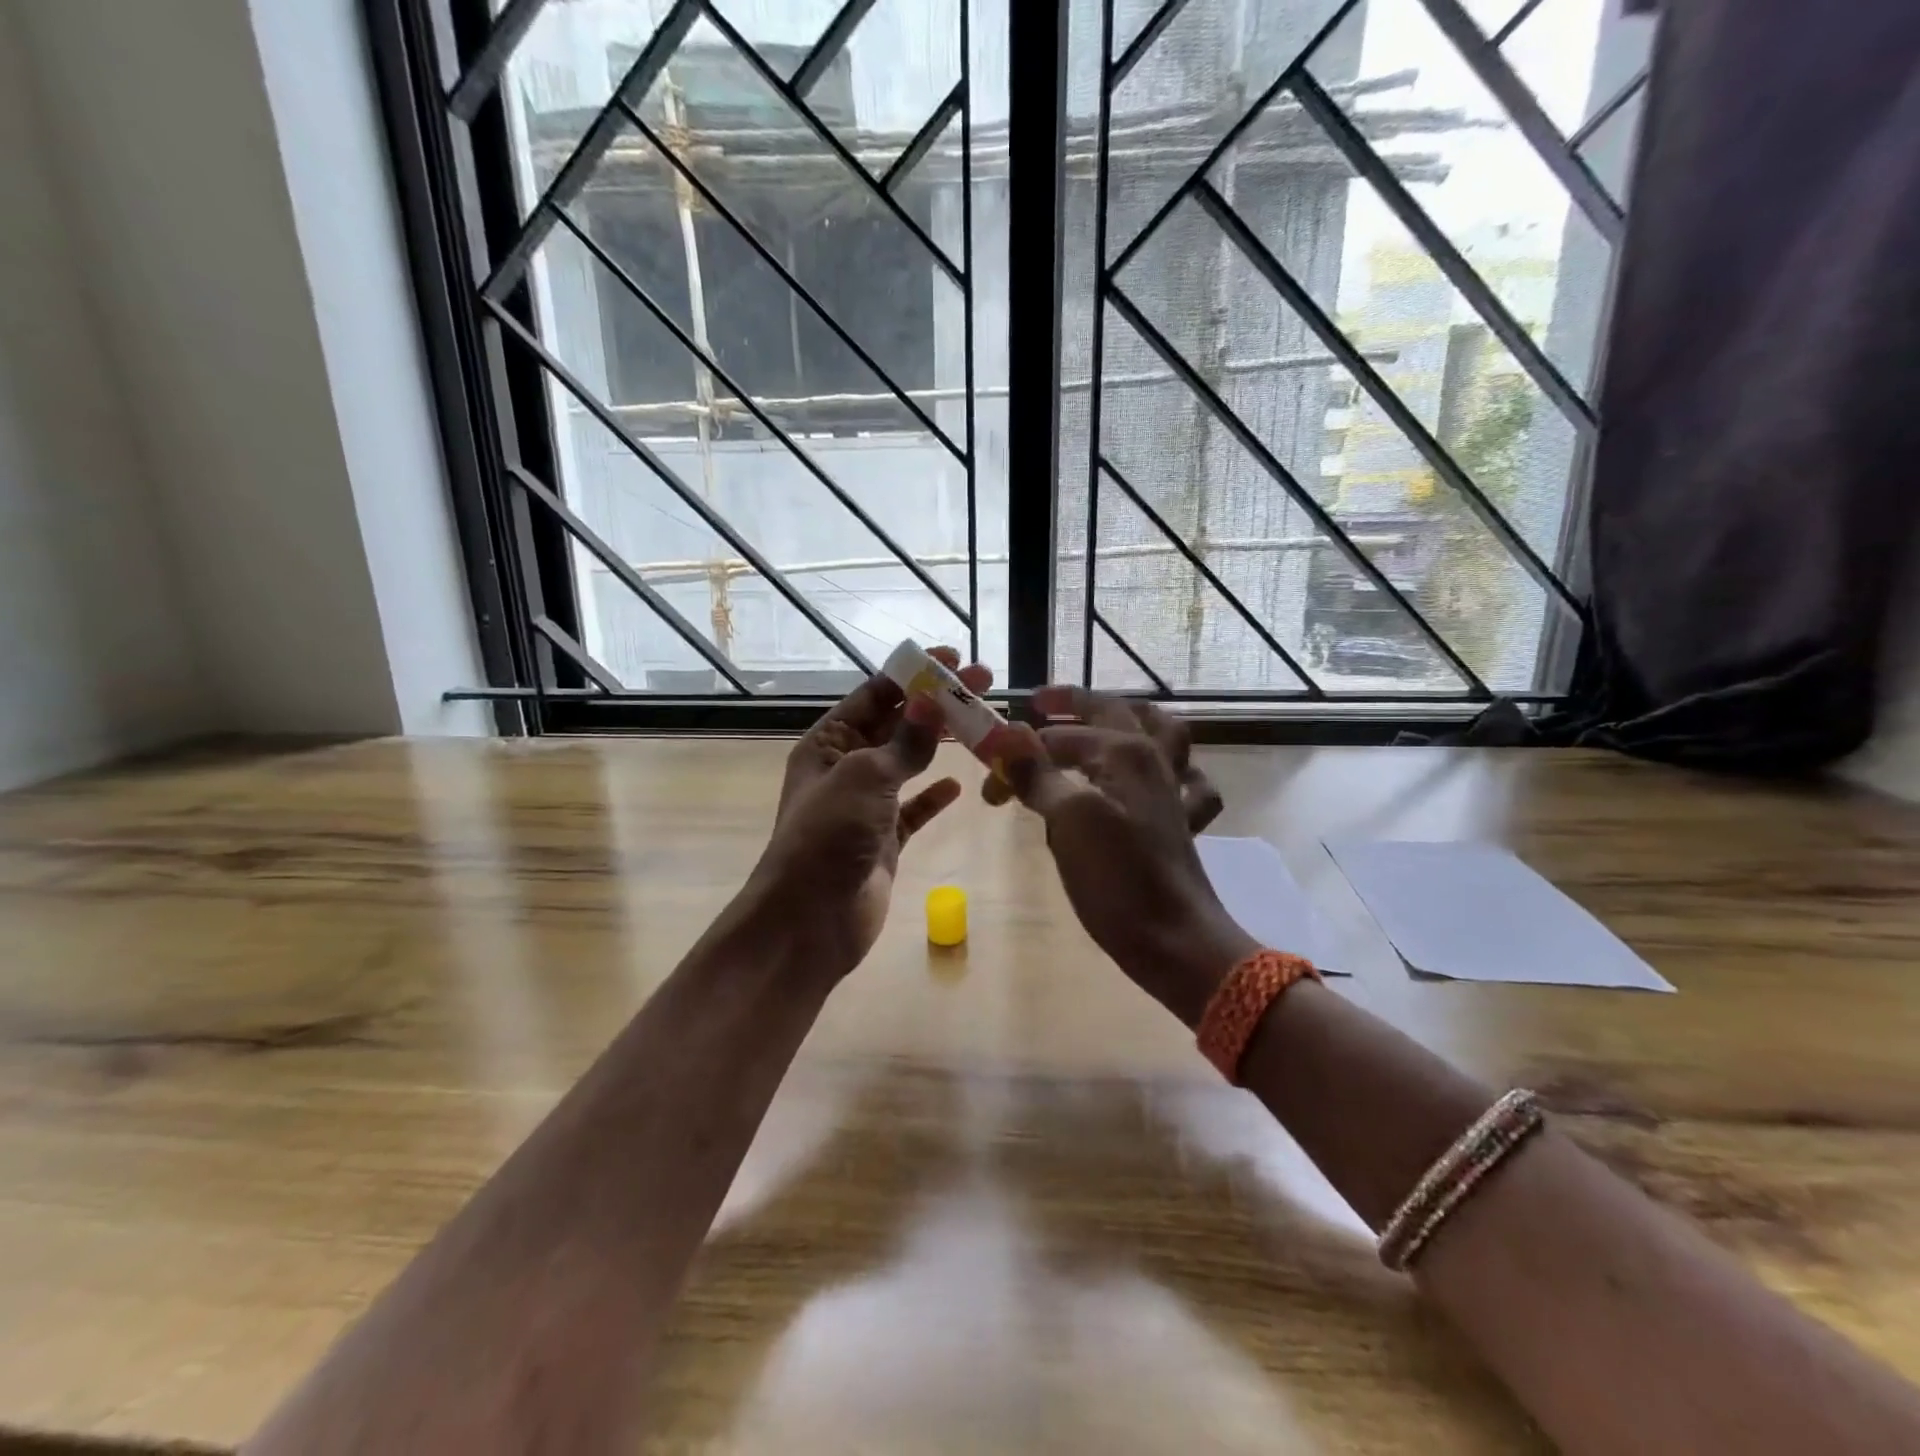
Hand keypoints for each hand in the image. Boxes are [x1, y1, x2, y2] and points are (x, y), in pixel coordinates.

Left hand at [747, 648, 991, 981]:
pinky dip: (934, 796)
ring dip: (941, 744)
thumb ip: (905, 742)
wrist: (808, 922)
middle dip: (935, 704)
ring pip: (909, 764)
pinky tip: (958, 784)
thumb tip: (933, 701)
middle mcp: (846, 767)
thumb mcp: (865, 778)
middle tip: (982, 684)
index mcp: (828, 743)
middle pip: (897, 725)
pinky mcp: (884, 840)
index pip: (874, 695)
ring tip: (981, 723)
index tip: (953, 658)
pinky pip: (914, 809)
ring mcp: (866, 805)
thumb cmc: (827, 838)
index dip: (913, 675)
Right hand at [995, 687, 1254, 1026]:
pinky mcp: (1179, 822)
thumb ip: (1038, 774)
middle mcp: (1152, 760)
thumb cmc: (1118, 877)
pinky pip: (1186, 781)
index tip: (988, 784)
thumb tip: (1004, 739)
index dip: (1017, 755)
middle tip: (1040, 704)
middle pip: (1112, 713)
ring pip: (1159, 734)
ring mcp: (1171, 790)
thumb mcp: (1069, 819)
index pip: (1057, 738)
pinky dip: (1175, 770)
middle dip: (1072, 705)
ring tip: (1105, 719)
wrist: (1174, 939)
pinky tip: (1159, 776)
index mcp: (1125, 752)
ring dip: (1131, 719)